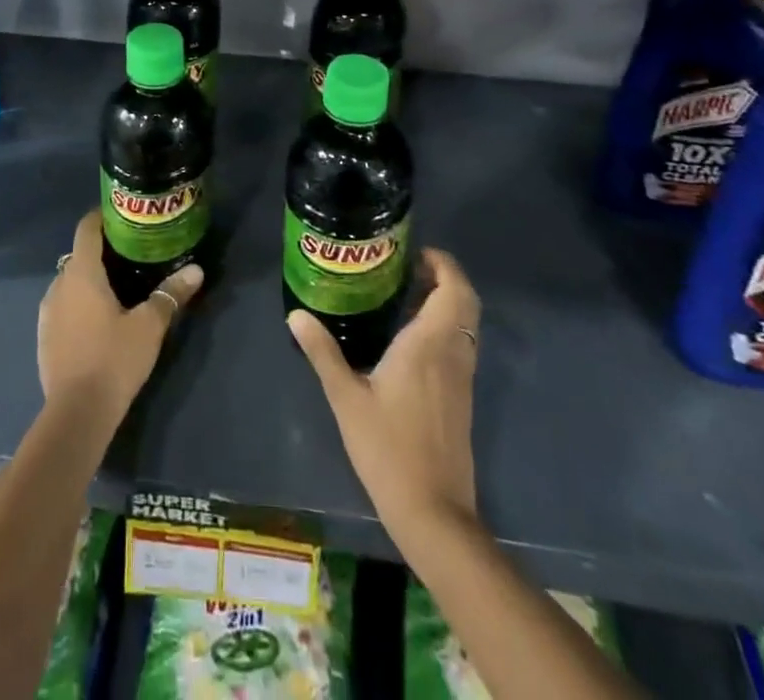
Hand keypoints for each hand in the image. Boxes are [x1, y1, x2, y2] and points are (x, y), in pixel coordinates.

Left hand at [38, 213, 203, 429]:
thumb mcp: (150, 326)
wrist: (76, 413)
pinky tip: (99, 320)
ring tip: (118, 287)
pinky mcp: (44, 336)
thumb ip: (171, 294)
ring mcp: (47, 311)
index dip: (102, 217)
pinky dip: (79, 303)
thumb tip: (196, 270)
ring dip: (89, 280)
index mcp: (82, 273)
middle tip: (132, 255)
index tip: (123, 215)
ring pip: (70, 282)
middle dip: (102, 251)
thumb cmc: (114, 359)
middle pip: (79, 255)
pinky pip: (63, 305)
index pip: (87, 229)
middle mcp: (59, 284)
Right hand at [288, 248, 480, 537]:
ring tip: (406, 295)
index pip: (453, 289)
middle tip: (409, 268)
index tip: (414, 252)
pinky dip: (446, 326)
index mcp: (428, 344)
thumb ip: (322, 352)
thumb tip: (296, 314)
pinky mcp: (462, 397)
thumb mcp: (346, 398)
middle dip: (445, 277)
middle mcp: (452, 353)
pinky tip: (412, 337)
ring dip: (446, 301)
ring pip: (466, 324)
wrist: (433, 511)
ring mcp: (462, 377)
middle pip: (466, 301)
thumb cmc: (388, 449)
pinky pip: (461, 344)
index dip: (442, 263)